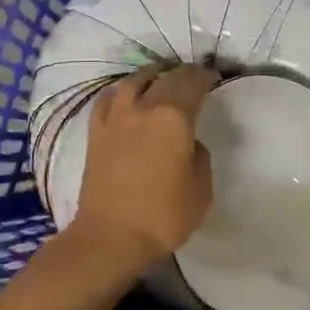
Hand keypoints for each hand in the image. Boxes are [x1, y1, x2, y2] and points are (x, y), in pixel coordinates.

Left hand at [70, 63, 216, 272]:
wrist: (110, 237)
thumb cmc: (162, 216)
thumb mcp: (201, 190)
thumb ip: (199, 157)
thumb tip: (189, 143)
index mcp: (174, 118)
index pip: (192, 83)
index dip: (205, 76)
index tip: (213, 77)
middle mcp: (144, 107)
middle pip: (165, 77)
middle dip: (182, 73)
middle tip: (193, 76)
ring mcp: (116, 118)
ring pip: (133, 81)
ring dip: (151, 75)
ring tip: (159, 78)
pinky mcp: (95, 132)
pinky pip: (107, 99)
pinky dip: (120, 91)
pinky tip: (124, 96)